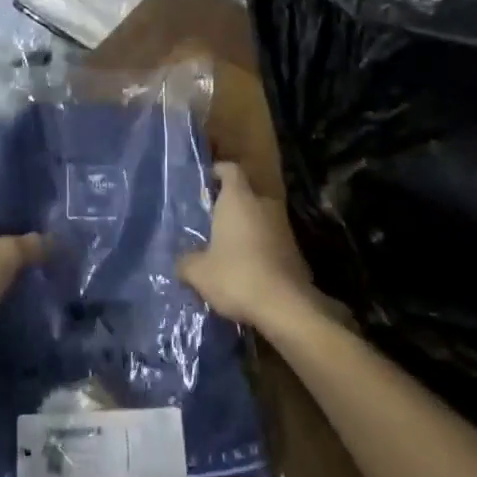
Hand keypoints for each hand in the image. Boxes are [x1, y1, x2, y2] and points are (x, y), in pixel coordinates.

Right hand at [177, 162, 318, 331]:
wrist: (286, 307)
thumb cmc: (236, 276)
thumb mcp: (198, 272)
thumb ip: (186, 261)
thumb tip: (181, 262)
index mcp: (238, 199)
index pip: (230, 170)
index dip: (218, 172)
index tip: (206, 182)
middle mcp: (263, 205)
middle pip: (246, 194)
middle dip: (230, 205)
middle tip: (210, 220)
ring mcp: (283, 227)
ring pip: (259, 218)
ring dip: (245, 228)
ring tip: (225, 248)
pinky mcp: (295, 251)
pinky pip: (271, 240)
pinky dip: (258, 248)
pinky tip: (245, 269)